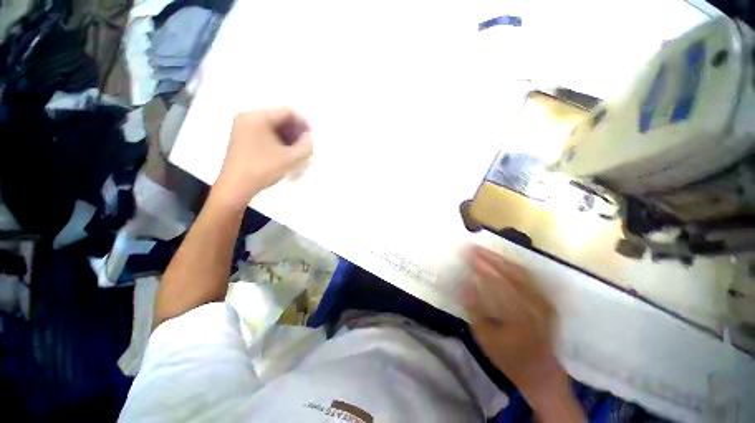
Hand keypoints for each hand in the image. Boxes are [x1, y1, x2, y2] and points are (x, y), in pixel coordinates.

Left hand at [212, 108, 312, 209]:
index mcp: (258, 117)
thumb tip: (310, 138)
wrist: (236, 187)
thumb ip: (305, 146)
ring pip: (273, 127)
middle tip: (306, 145)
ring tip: (298, 151)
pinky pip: (265, 133)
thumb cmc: (263, 169)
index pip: (287, 112)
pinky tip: (285, 153)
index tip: (312, 137)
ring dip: (288, 137)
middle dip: (296, 131)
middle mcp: (248, 117)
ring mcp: (243, 127)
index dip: (304, 123)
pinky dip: (278, 141)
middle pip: (279, 118)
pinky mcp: (241, 138)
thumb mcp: (290, 158)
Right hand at [463, 247, 579, 417]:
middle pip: (511, 271)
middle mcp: (535, 304)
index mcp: (519, 315)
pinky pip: (529, 276)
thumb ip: (475, 308)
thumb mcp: (484, 337)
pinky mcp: (548, 299)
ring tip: (484, 251)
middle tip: (473, 247)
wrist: (540, 371)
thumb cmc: (508, 357)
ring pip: (521, 271)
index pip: (496, 281)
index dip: (480, 264)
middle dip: (490, 257)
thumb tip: (467, 282)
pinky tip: (502, 261)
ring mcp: (545, 300)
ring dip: (501, 259)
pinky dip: (513, 265)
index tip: (466, 253)